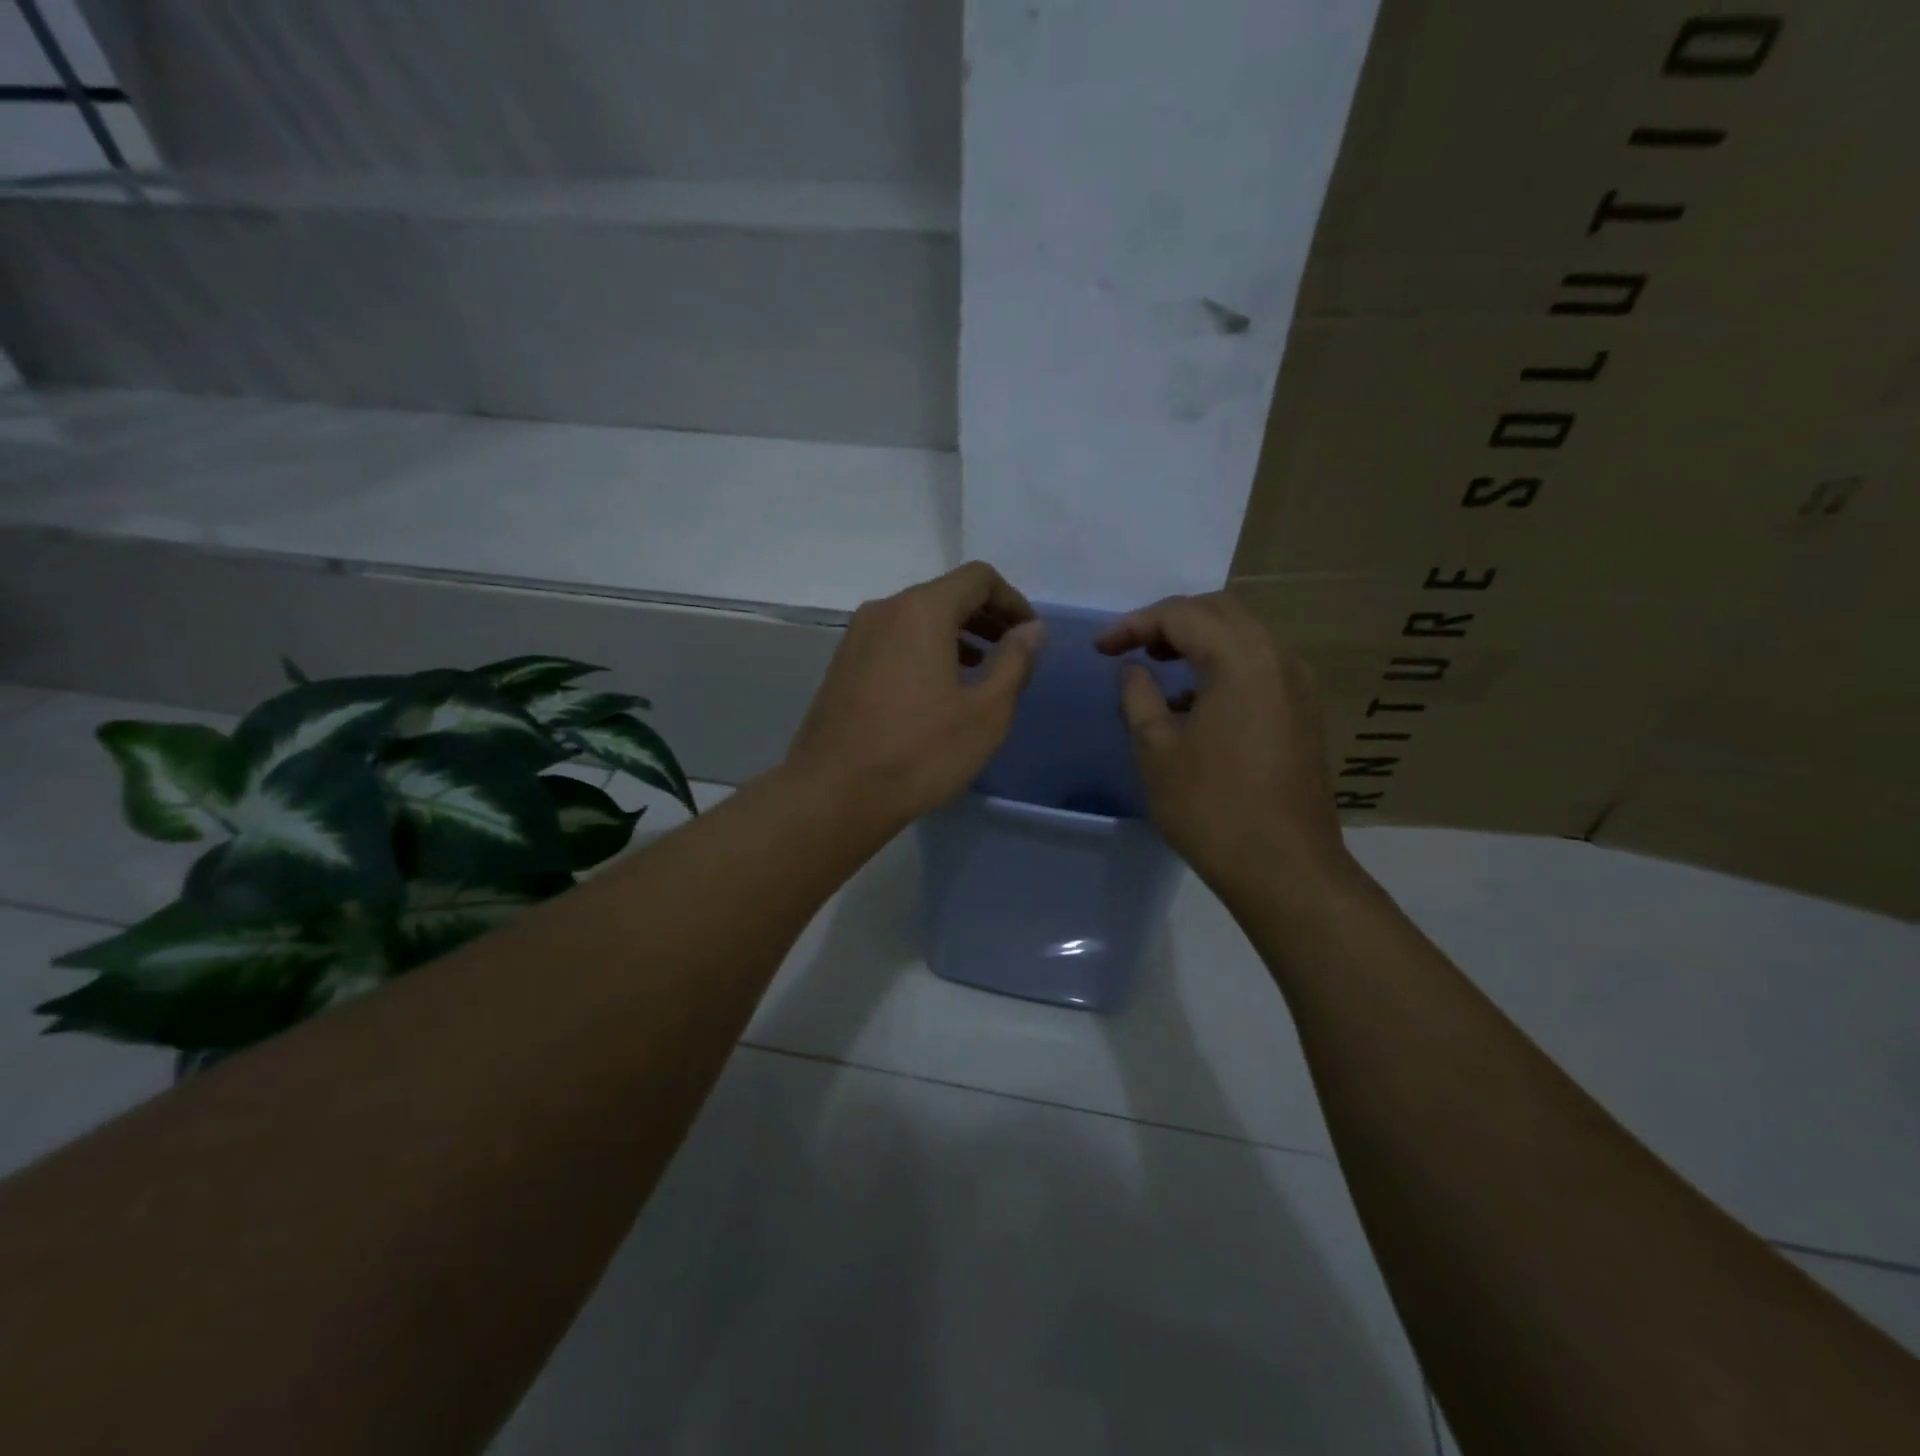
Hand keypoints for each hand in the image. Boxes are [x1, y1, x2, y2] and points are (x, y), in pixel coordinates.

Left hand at [785, 562, 1042, 827]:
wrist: (834, 794)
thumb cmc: (920, 753)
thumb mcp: (985, 713)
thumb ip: (1014, 662)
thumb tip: (1031, 630)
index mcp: (921, 611)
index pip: (977, 578)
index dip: (1012, 600)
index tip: (1029, 634)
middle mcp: (884, 611)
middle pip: (945, 594)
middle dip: (984, 616)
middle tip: (1011, 651)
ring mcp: (856, 638)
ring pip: (916, 618)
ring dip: (955, 634)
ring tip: (980, 670)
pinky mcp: (842, 665)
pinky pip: (894, 641)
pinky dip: (924, 650)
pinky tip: (937, 689)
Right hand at [1096, 593, 1349, 891]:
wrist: (1284, 868)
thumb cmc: (1210, 807)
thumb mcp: (1156, 750)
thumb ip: (1138, 697)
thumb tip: (1133, 669)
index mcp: (1241, 658)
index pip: (1181, 615)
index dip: (1133, 625)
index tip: (1100, 649)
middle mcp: (1278, 658)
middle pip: (1219, 612)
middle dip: (1170, 622)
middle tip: (1131, 648)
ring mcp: (1298, 685)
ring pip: (1244, 637)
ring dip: (1198, 642)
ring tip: (1159, 668)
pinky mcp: (1304, 713)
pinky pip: (1260, 666)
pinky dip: (1223, 666)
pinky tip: (1195, 702)